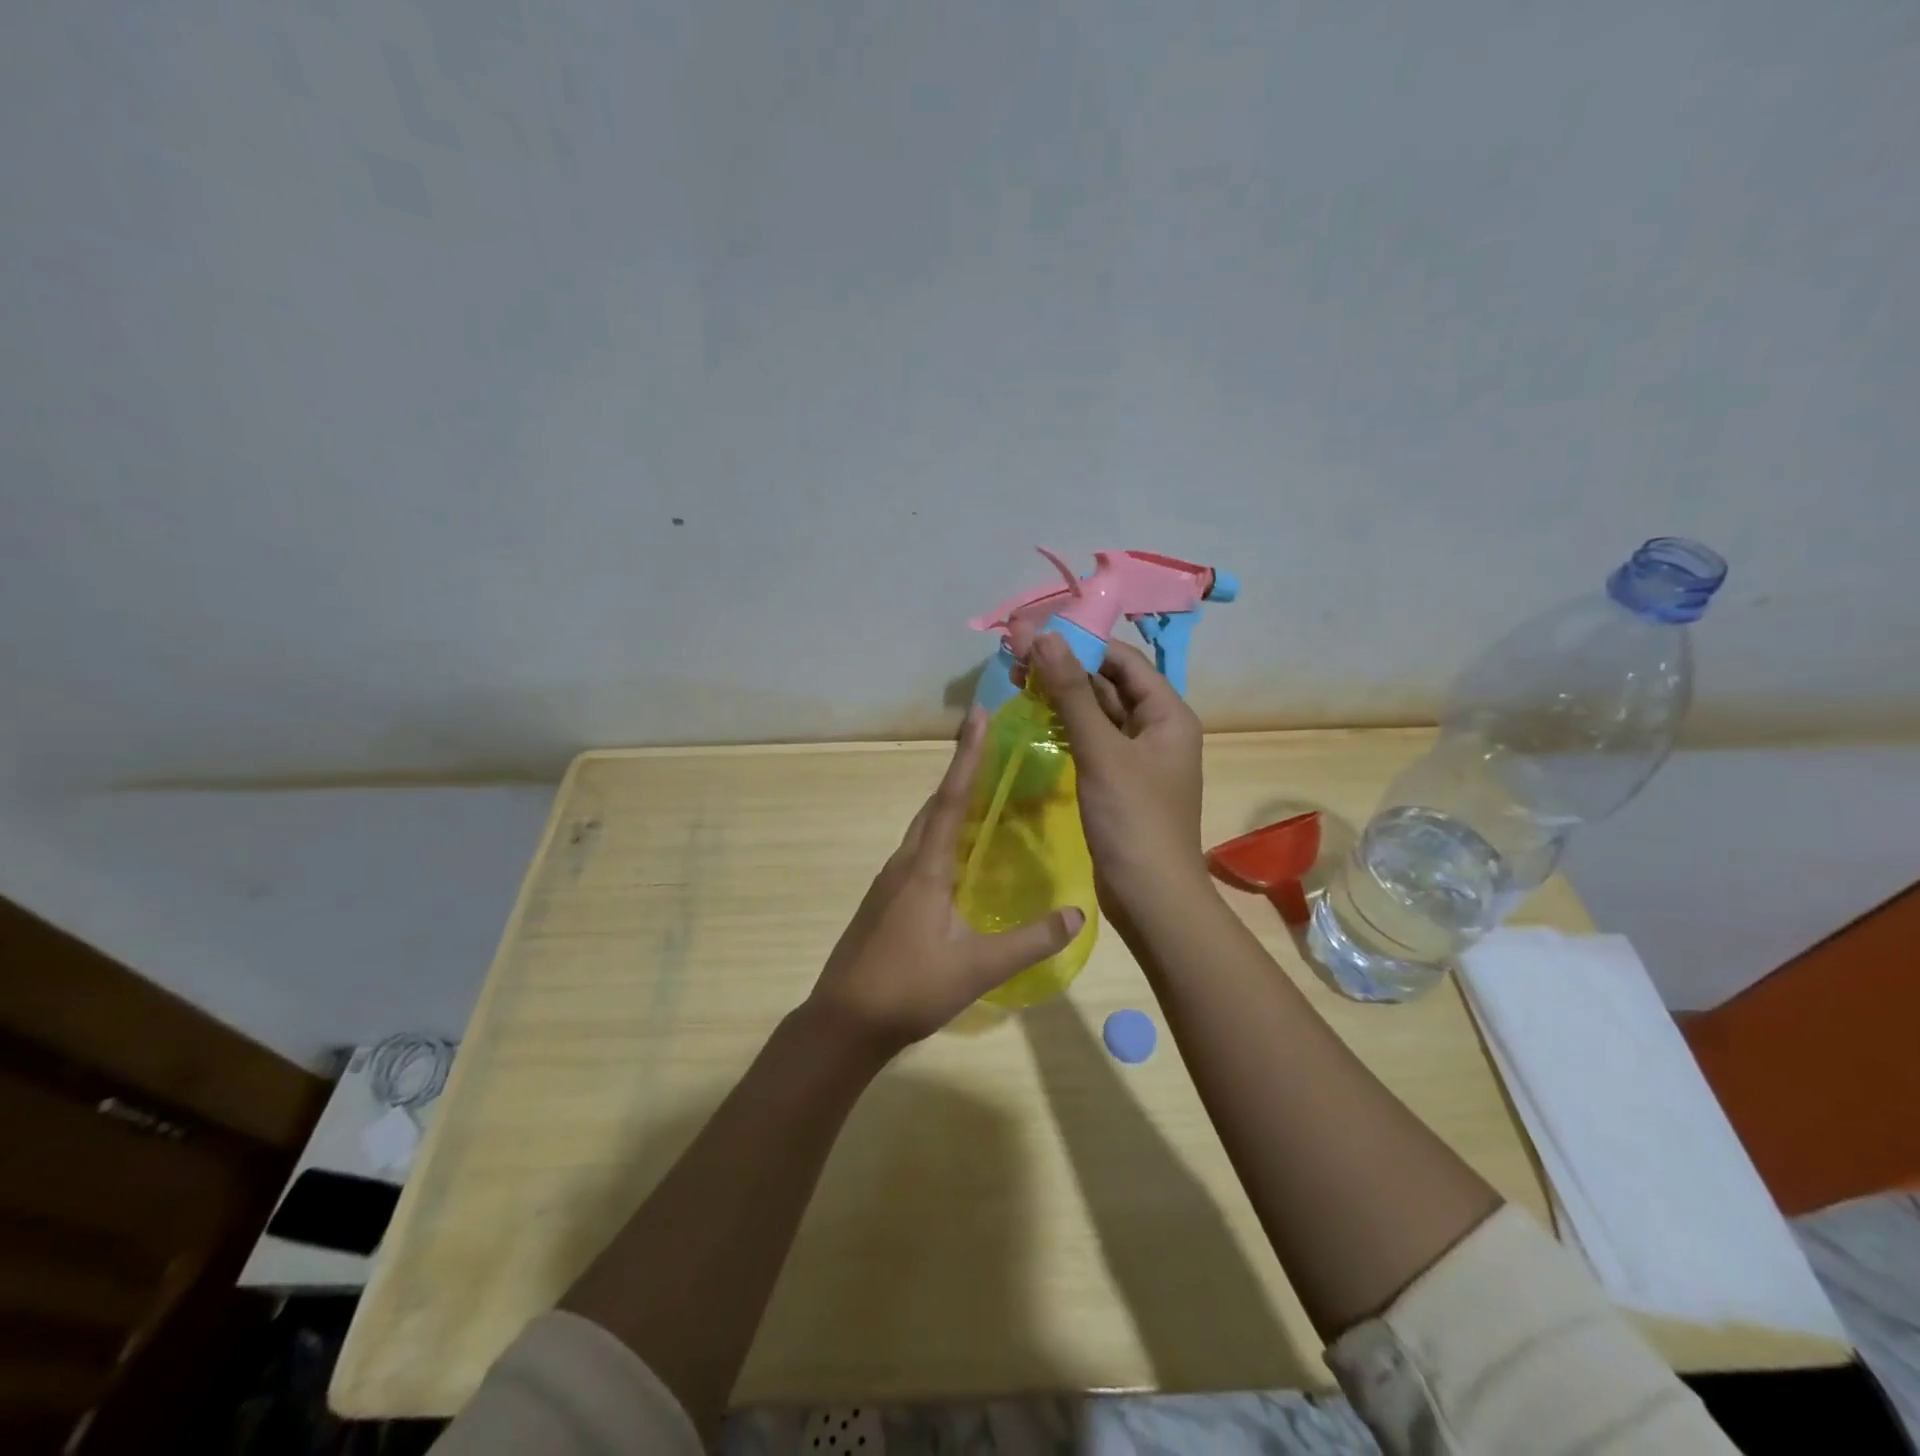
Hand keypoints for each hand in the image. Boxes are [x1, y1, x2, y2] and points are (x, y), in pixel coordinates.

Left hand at [806, 707, 1085, 1055]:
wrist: (843, 1023)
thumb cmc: (909, 989)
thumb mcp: (977, 968)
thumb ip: (1029, 941)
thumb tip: (1078, 913)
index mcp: (925, 867)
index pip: (950, 799)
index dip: (967, 756)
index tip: (978, 716)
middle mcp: (904, 863)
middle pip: (934, 805)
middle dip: (960, 770)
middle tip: (989, 744)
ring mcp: (890, 882)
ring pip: (923, 829)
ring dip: (949, 802)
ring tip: (980, 790)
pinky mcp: (886, 901)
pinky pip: (918, 851)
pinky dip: (941, 834)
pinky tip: (957, 854)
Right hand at [1031, 634, 1208, 911]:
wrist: (1151, 897)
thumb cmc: (1133, 819)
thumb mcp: (1101, 751)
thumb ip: (1071, 693)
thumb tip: (1043, 636)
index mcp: (1167, 714)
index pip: (1122, 660)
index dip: (1081, 643)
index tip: (1034, 634)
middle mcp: (1157, 729)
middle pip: (1109, 684)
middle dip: (1065, 669)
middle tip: (1015, 659)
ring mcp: (1138, 758)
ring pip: (1098, 714)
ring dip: (1062, 697)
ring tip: (1016, 683)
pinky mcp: (1120, 782)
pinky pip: (1093, 741)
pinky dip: (1067, 728)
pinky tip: (1036, 721)